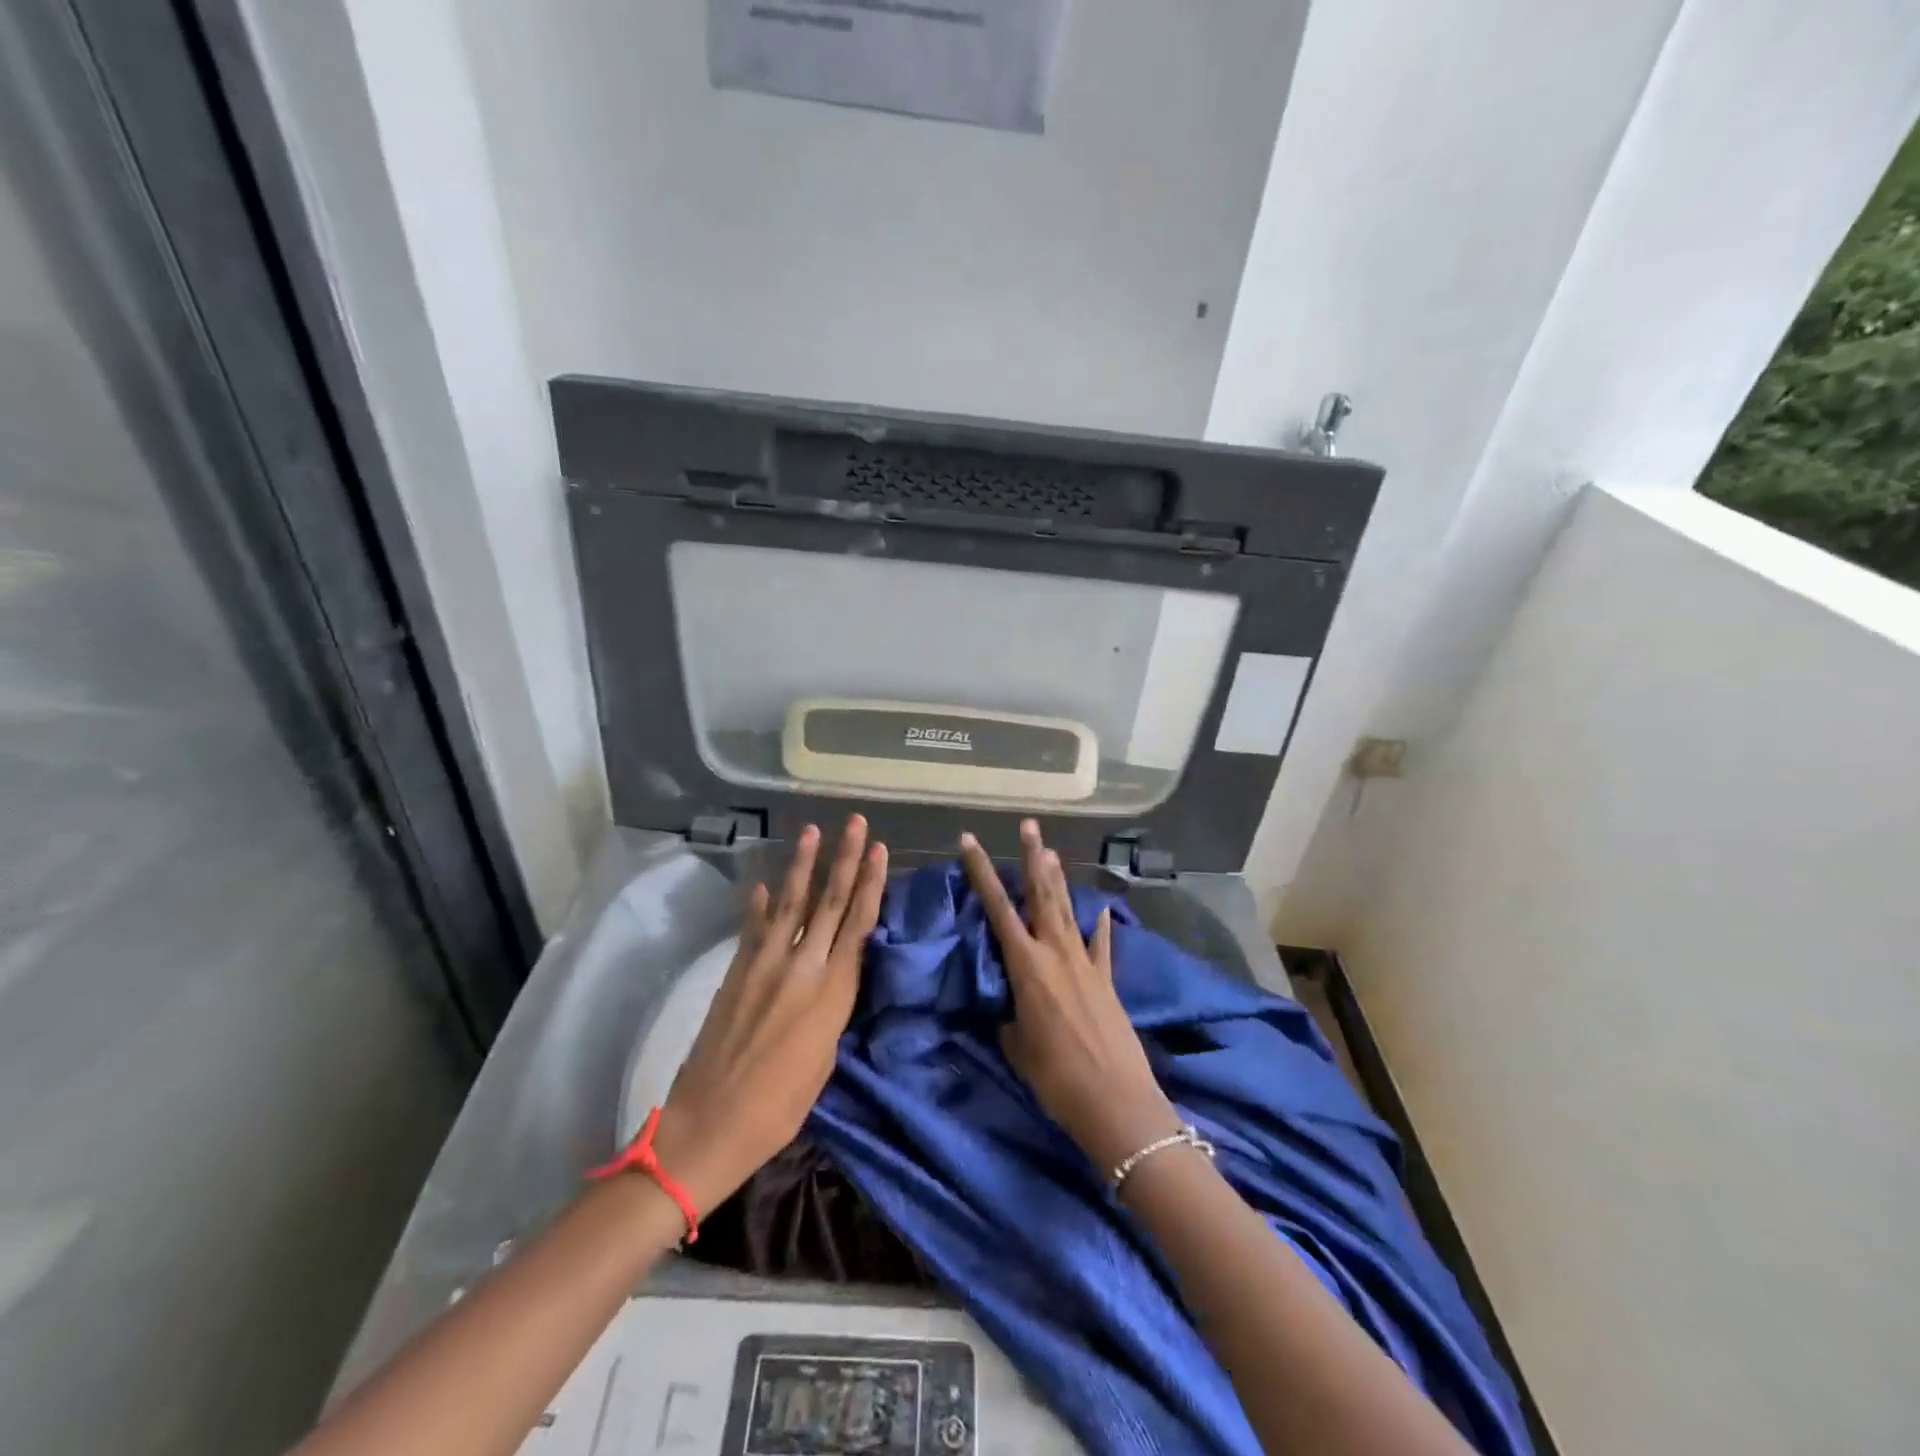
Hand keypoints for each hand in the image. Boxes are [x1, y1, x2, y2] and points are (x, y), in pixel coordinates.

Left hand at [652, 816, 887, 1212]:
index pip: (858, 924)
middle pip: (829, 903)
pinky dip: (757, 905)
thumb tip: (835, 974)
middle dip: (845, 859)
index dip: (870, 884)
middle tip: (856, 823)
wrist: (709, 1124)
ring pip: (790, 904)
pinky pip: (752, 928)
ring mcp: (763, 965)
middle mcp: (801, 967)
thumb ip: (832, 1007)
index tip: (879, 850)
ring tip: (812, 832)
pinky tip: (761, 884)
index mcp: (831, 992)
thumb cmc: (779, 1108)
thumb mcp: (824, 1059)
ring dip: (802, 866)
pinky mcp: (735, 972)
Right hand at [959, 820, 1180, 1173]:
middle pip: (1040, 894)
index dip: (982, 872)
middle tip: (1028, 825)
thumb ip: (1009, 1016)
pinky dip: (1099, 926)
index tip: (969, 841)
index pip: (997, 908)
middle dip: (1031, 857)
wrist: (1116, 1101)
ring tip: (1051, 851)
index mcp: (1026, 965)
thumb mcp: (1016, 1046)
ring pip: (1067, 910)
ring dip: (1058, 879)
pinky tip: (1102, 910)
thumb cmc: (1055, 1077)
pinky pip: (1101, 944)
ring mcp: (1085, 963)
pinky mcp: (1107, 980)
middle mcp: (1056, 953)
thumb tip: (1008, 1007)